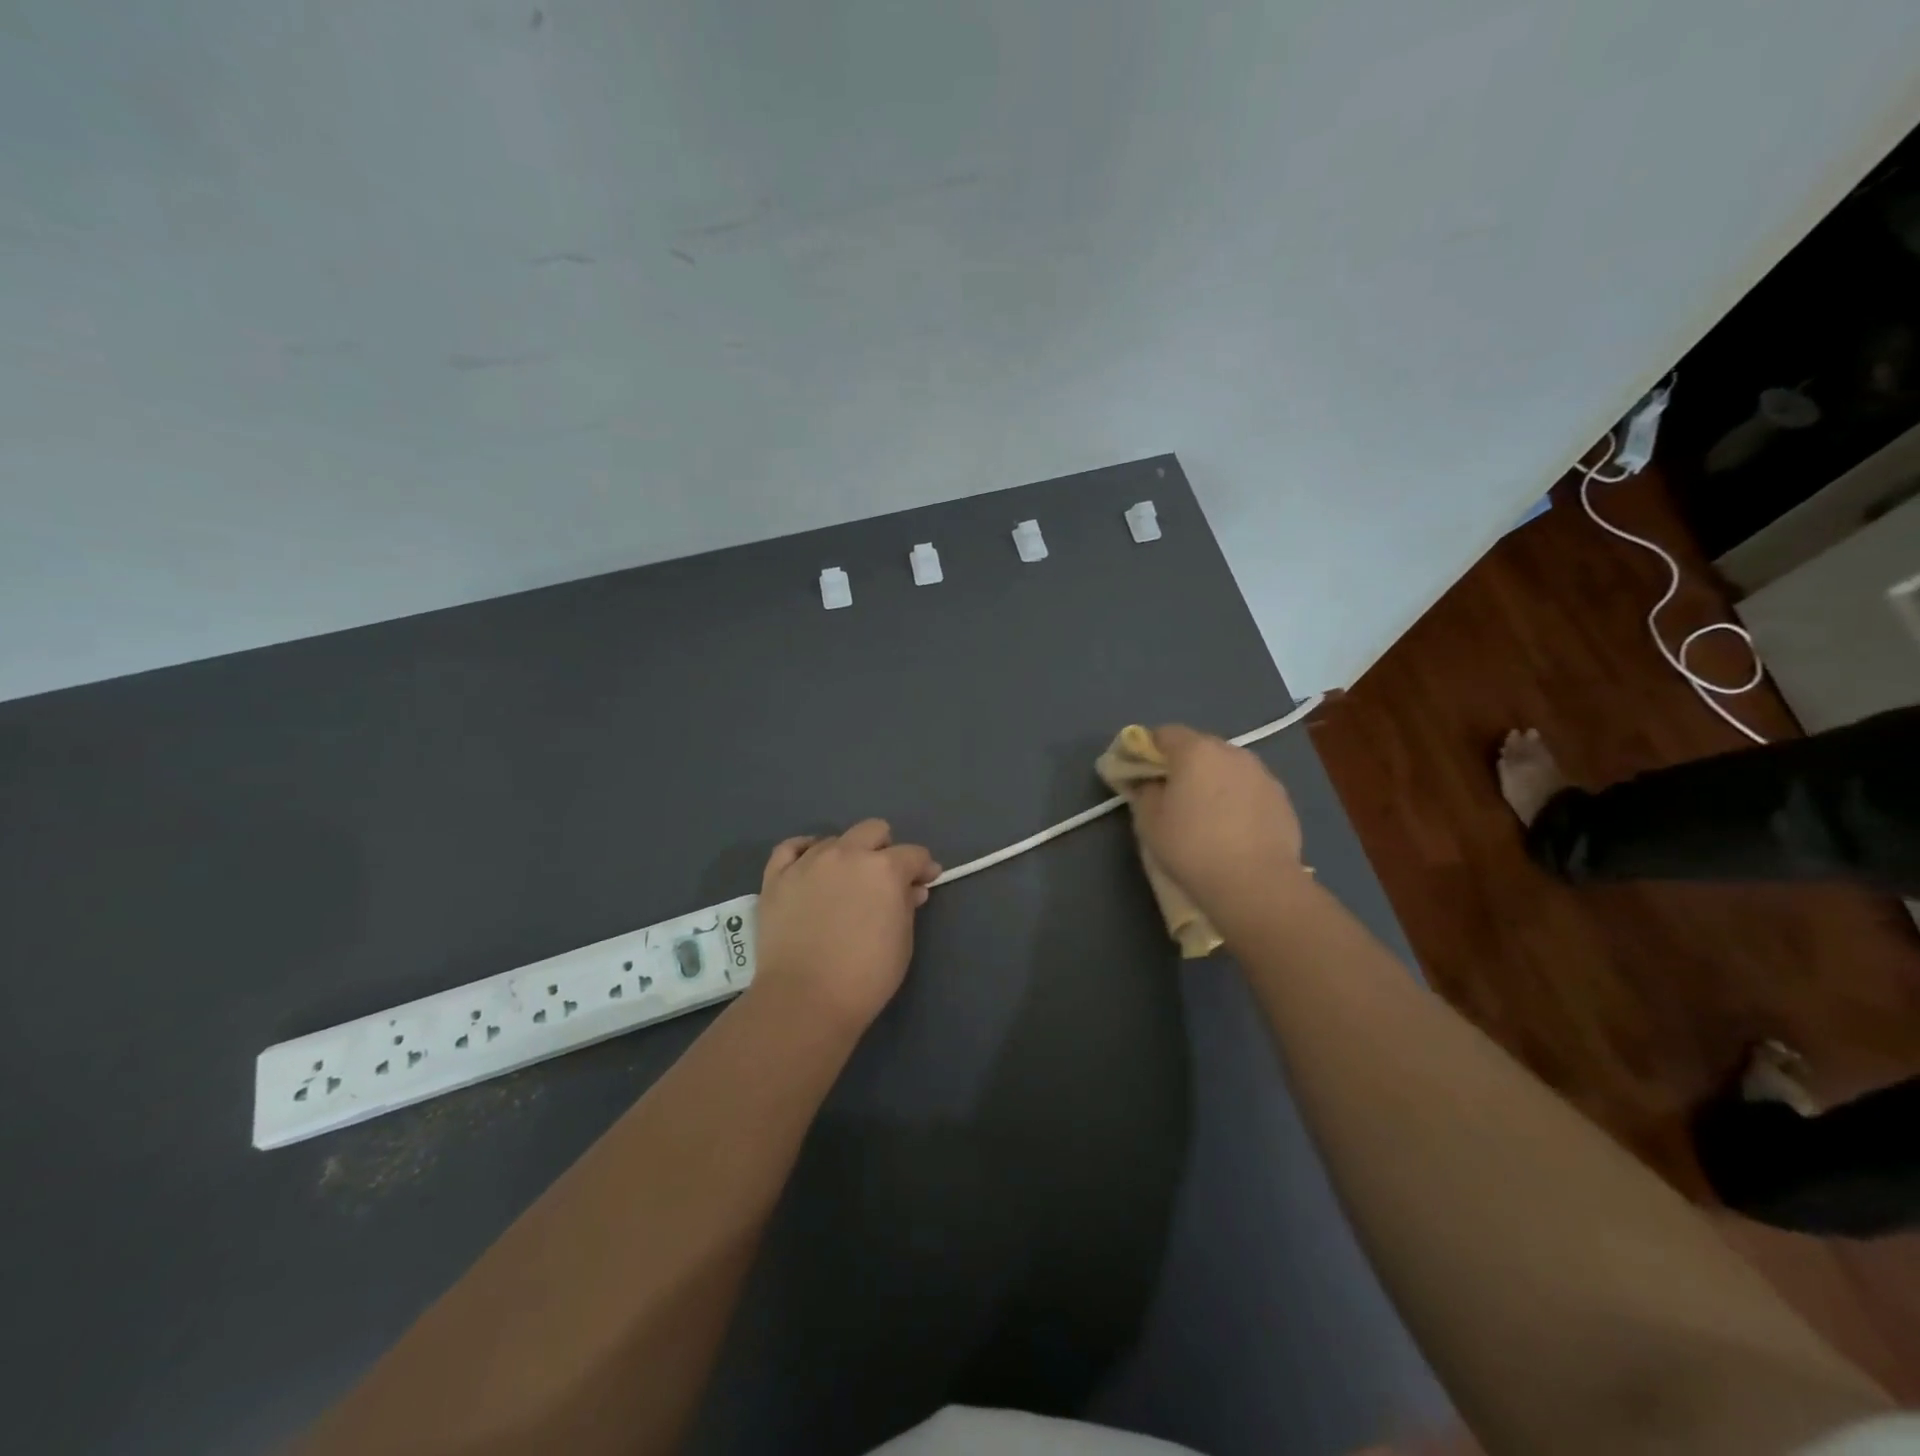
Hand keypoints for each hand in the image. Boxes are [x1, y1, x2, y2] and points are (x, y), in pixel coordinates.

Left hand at [749, 819, 940, 1032]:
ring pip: (834, 840)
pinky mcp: (777, 877)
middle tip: (884, 879)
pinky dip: (804, 852)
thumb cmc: (865, 976)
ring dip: (847, 855)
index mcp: (884, 869)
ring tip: (843, 883)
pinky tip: (809, 866)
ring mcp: (808, 862)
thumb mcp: (902, 942)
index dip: (923, 868)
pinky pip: (790, 848)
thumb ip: (907, 906)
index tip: (924, 883)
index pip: (914, 854)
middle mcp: (847, 854)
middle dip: (885, 849)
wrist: (804, 999)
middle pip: (873, 830)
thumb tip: (911, 889)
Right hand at [1126, 726, 1305, 917]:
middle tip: (1170, 795)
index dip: (1147, 750)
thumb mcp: (1149, 822)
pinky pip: (1249, 789)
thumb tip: (1149, 783)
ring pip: (1227, 768)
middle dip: (1182, 765)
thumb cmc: (1192, 847)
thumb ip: (1144, 792)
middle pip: (1199, 747)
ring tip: (1204, 814)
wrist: (1256, 883)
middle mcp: (1232, 752)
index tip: (1139, 774)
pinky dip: (1236, 799)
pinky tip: (1232, 828)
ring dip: (1212, 781)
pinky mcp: (1282, 798)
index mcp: (1195, 751)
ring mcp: (1262, 773)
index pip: (1164, 733)